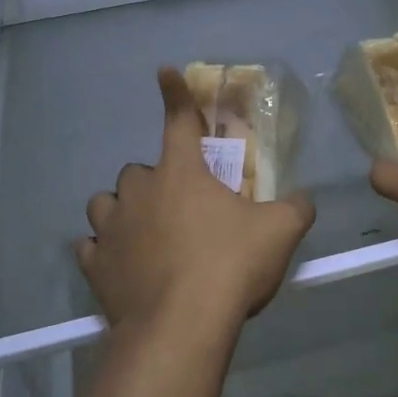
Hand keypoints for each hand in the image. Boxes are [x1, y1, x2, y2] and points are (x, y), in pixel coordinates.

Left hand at [77, 68, 315, 339]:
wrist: (182, 326)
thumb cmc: (230, 266)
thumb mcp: (279, 233)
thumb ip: (295, 208)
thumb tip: (305, 200)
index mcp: (181, 172)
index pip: (179, 120)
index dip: (174, 93)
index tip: (163, 71)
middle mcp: (139, 190)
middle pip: (139, 171)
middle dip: (157, 183)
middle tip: (181, 210)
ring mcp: (112, 227)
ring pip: (106, 203)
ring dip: (123, 211)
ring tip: (143, 233)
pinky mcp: (95, 265)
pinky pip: (92, 247)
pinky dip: (104, 250)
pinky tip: (120, 265)